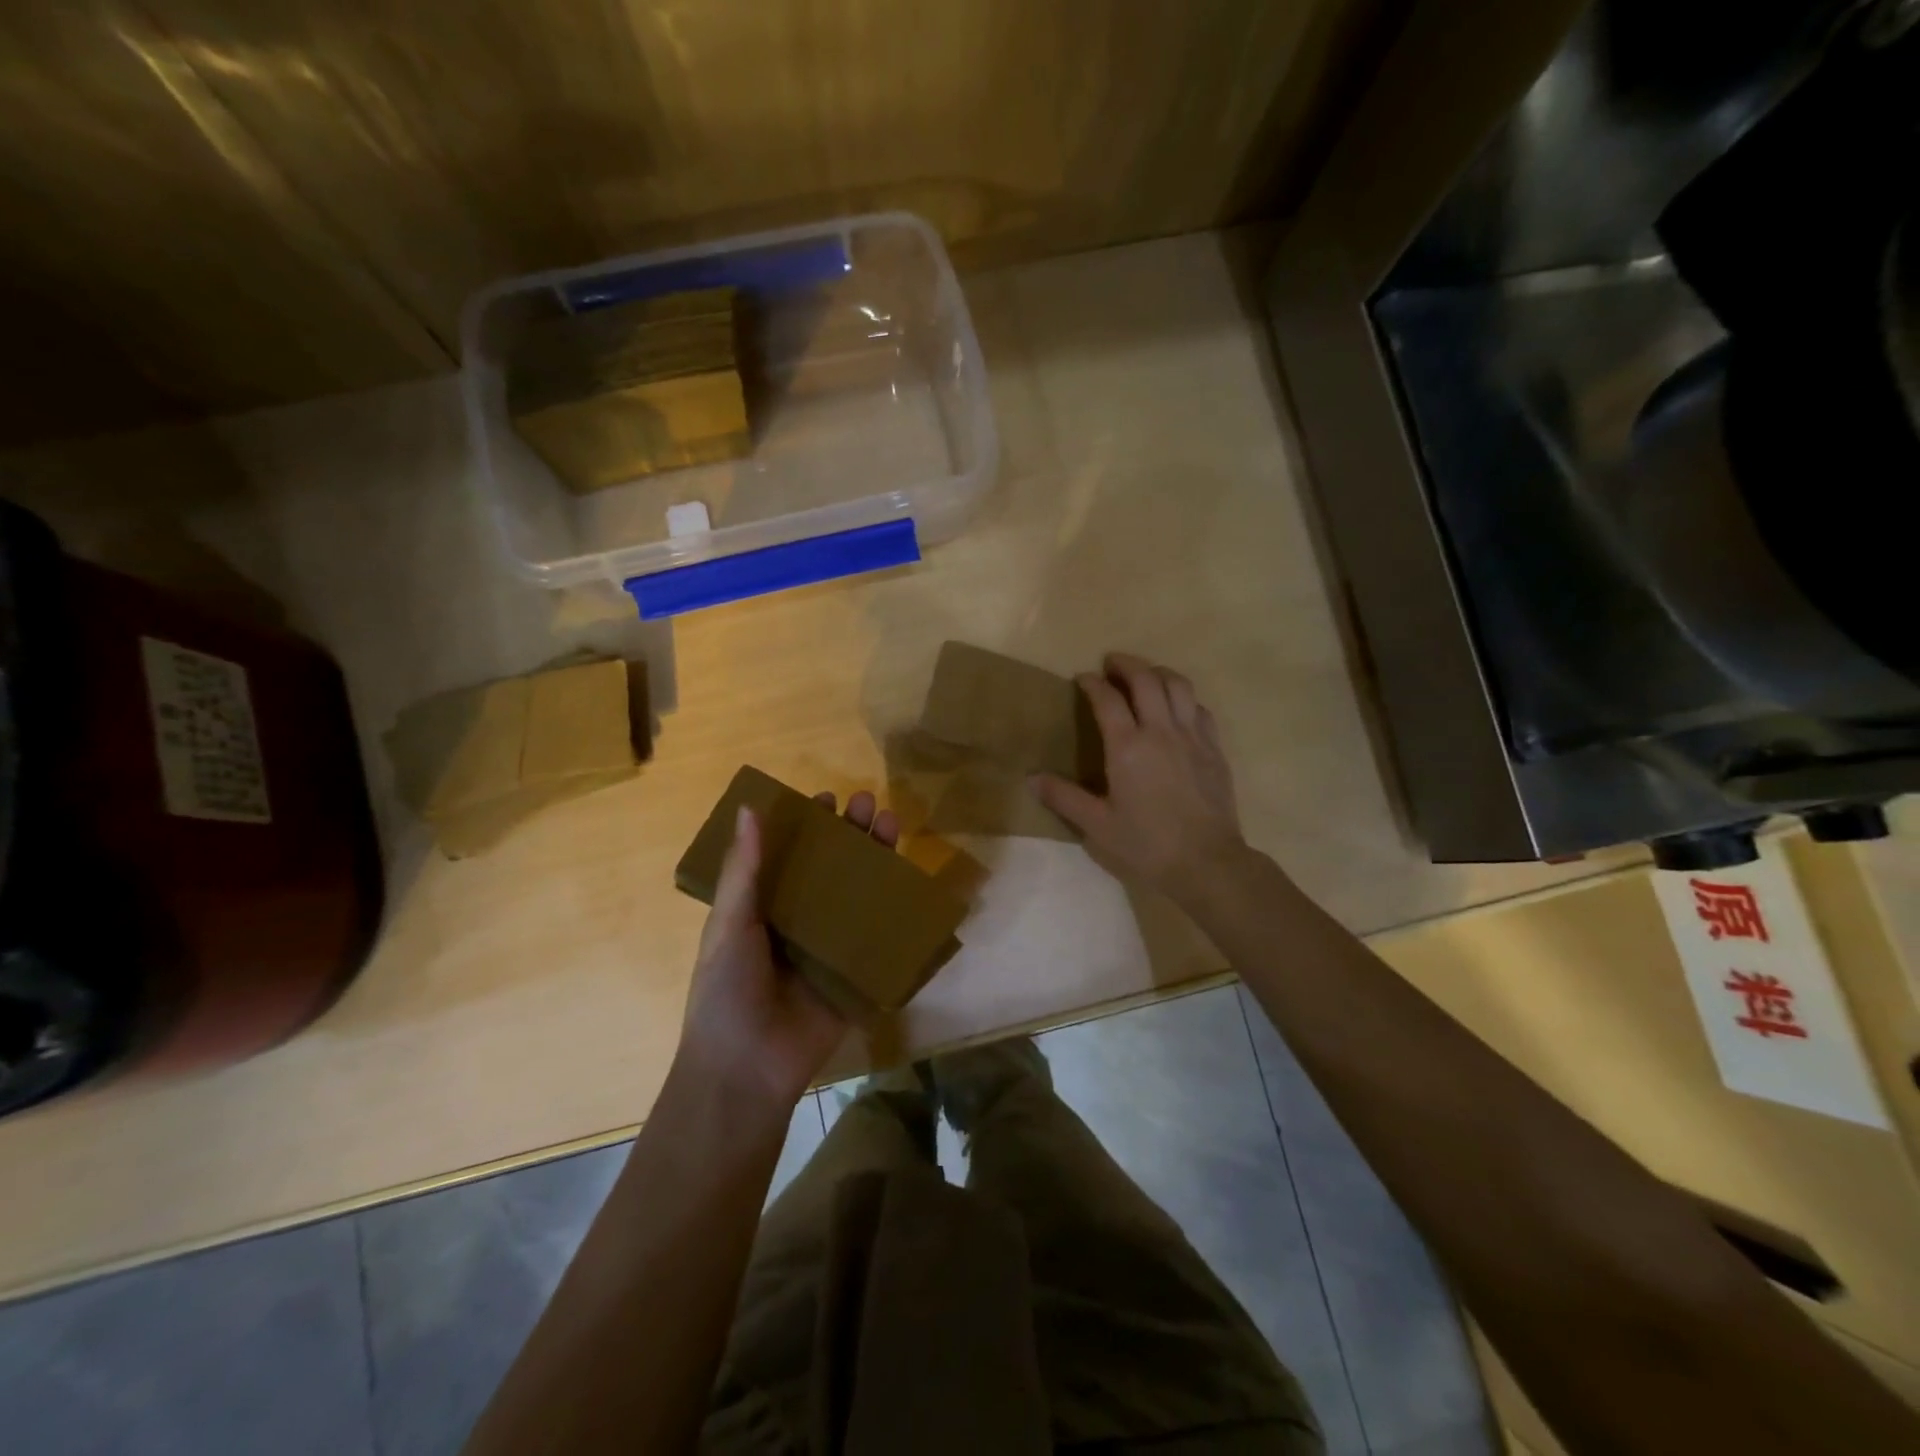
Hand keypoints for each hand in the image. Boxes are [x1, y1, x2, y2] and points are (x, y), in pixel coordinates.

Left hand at [679, 790, 900, 1110]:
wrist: (746, 1070)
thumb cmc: (726, 991)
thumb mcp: (729, 925)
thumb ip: (744, 870)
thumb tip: (751, 808)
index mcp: (764, 907)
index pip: (791, 855)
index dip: (808, 825)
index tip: (827, 797)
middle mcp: (800, 921)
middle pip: (832, 868)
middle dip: (851, 835)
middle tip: (870, 804)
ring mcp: (830, 948)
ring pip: (859, 895)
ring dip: (876, 861)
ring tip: (893, 825)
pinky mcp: (856, 975)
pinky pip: (879, 938)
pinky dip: (896, 911)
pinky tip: (913, 881)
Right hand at [1032, 653, 1246, 905]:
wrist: (1206, 863)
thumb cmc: (1146, 845)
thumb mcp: (1097, 826)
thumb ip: (1064, 798)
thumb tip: (1031, 779)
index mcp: (1128, 747)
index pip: (1107, 699)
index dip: (1092, 683)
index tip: (1082, 678)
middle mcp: (1161, 731)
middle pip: (1146, 679)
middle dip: (1126, 664)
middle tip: (1111, 664)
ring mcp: (1192, 737)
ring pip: (1178, 685)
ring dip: (1158, 672)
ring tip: (1145, 676)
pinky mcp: (1215, 748)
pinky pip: (1200, 708)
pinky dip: (1184, 698)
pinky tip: (1176, 708)